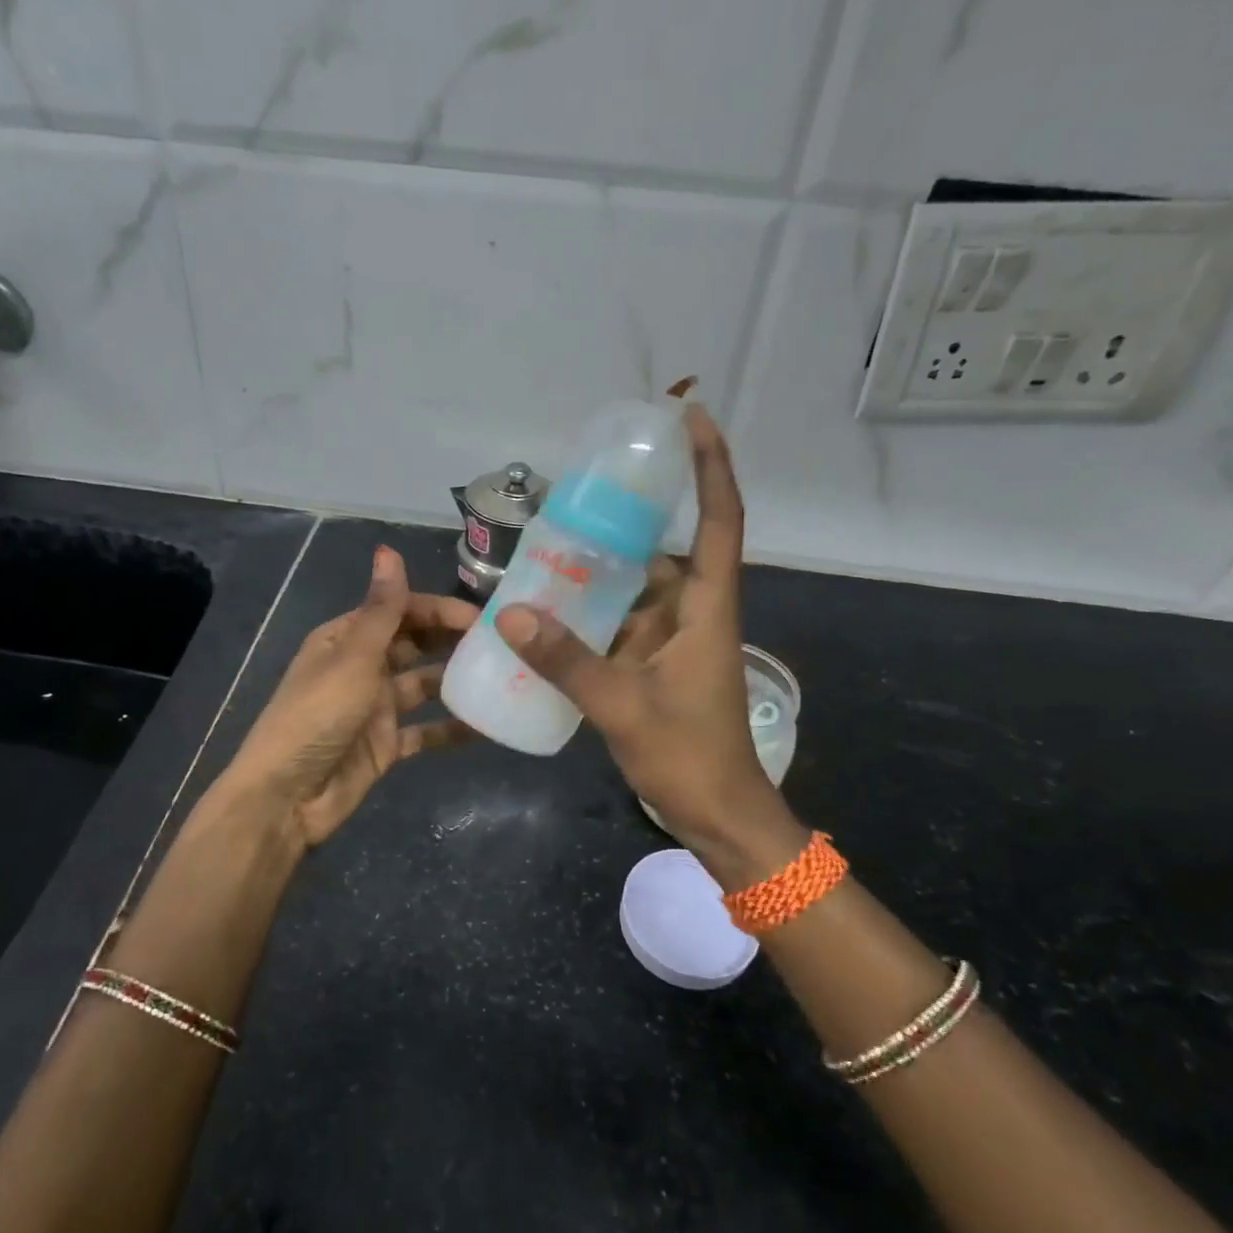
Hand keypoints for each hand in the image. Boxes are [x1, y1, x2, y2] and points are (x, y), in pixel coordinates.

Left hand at [224, 546, 476, 852]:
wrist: (287, 798)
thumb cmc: (317, 717)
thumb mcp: (353, 658)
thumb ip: (381, 610)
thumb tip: (388, 550)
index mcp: (346, 639)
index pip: (400, 611)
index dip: (439, 610)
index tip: (483, 618)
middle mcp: (362, 668)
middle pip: (415, 645)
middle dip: (452, 641)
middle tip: (502, 644)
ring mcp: (375, 708)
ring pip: (424, 685)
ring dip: (456, 681)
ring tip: (503, 679)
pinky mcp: (386, 744)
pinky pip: (426, 730)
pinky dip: (452, 728)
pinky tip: (487, 725)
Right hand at [494, 405, 802, 882]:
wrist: (719, 815)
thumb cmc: (689, 757)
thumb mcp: (623, 706)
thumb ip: (568, 661)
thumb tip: (513, 615)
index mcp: (708, 608)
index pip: (720, 520)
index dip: (710, 465)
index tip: (691, 417)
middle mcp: (695, 612)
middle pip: (670, 546)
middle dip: (632, 515)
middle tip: (580, 490)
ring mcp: (676, 639)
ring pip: (639, 586)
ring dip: (603, 566)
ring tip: (551, 541)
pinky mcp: (657, 664)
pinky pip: (623, 620)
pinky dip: (592, 610)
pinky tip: (551, 605)